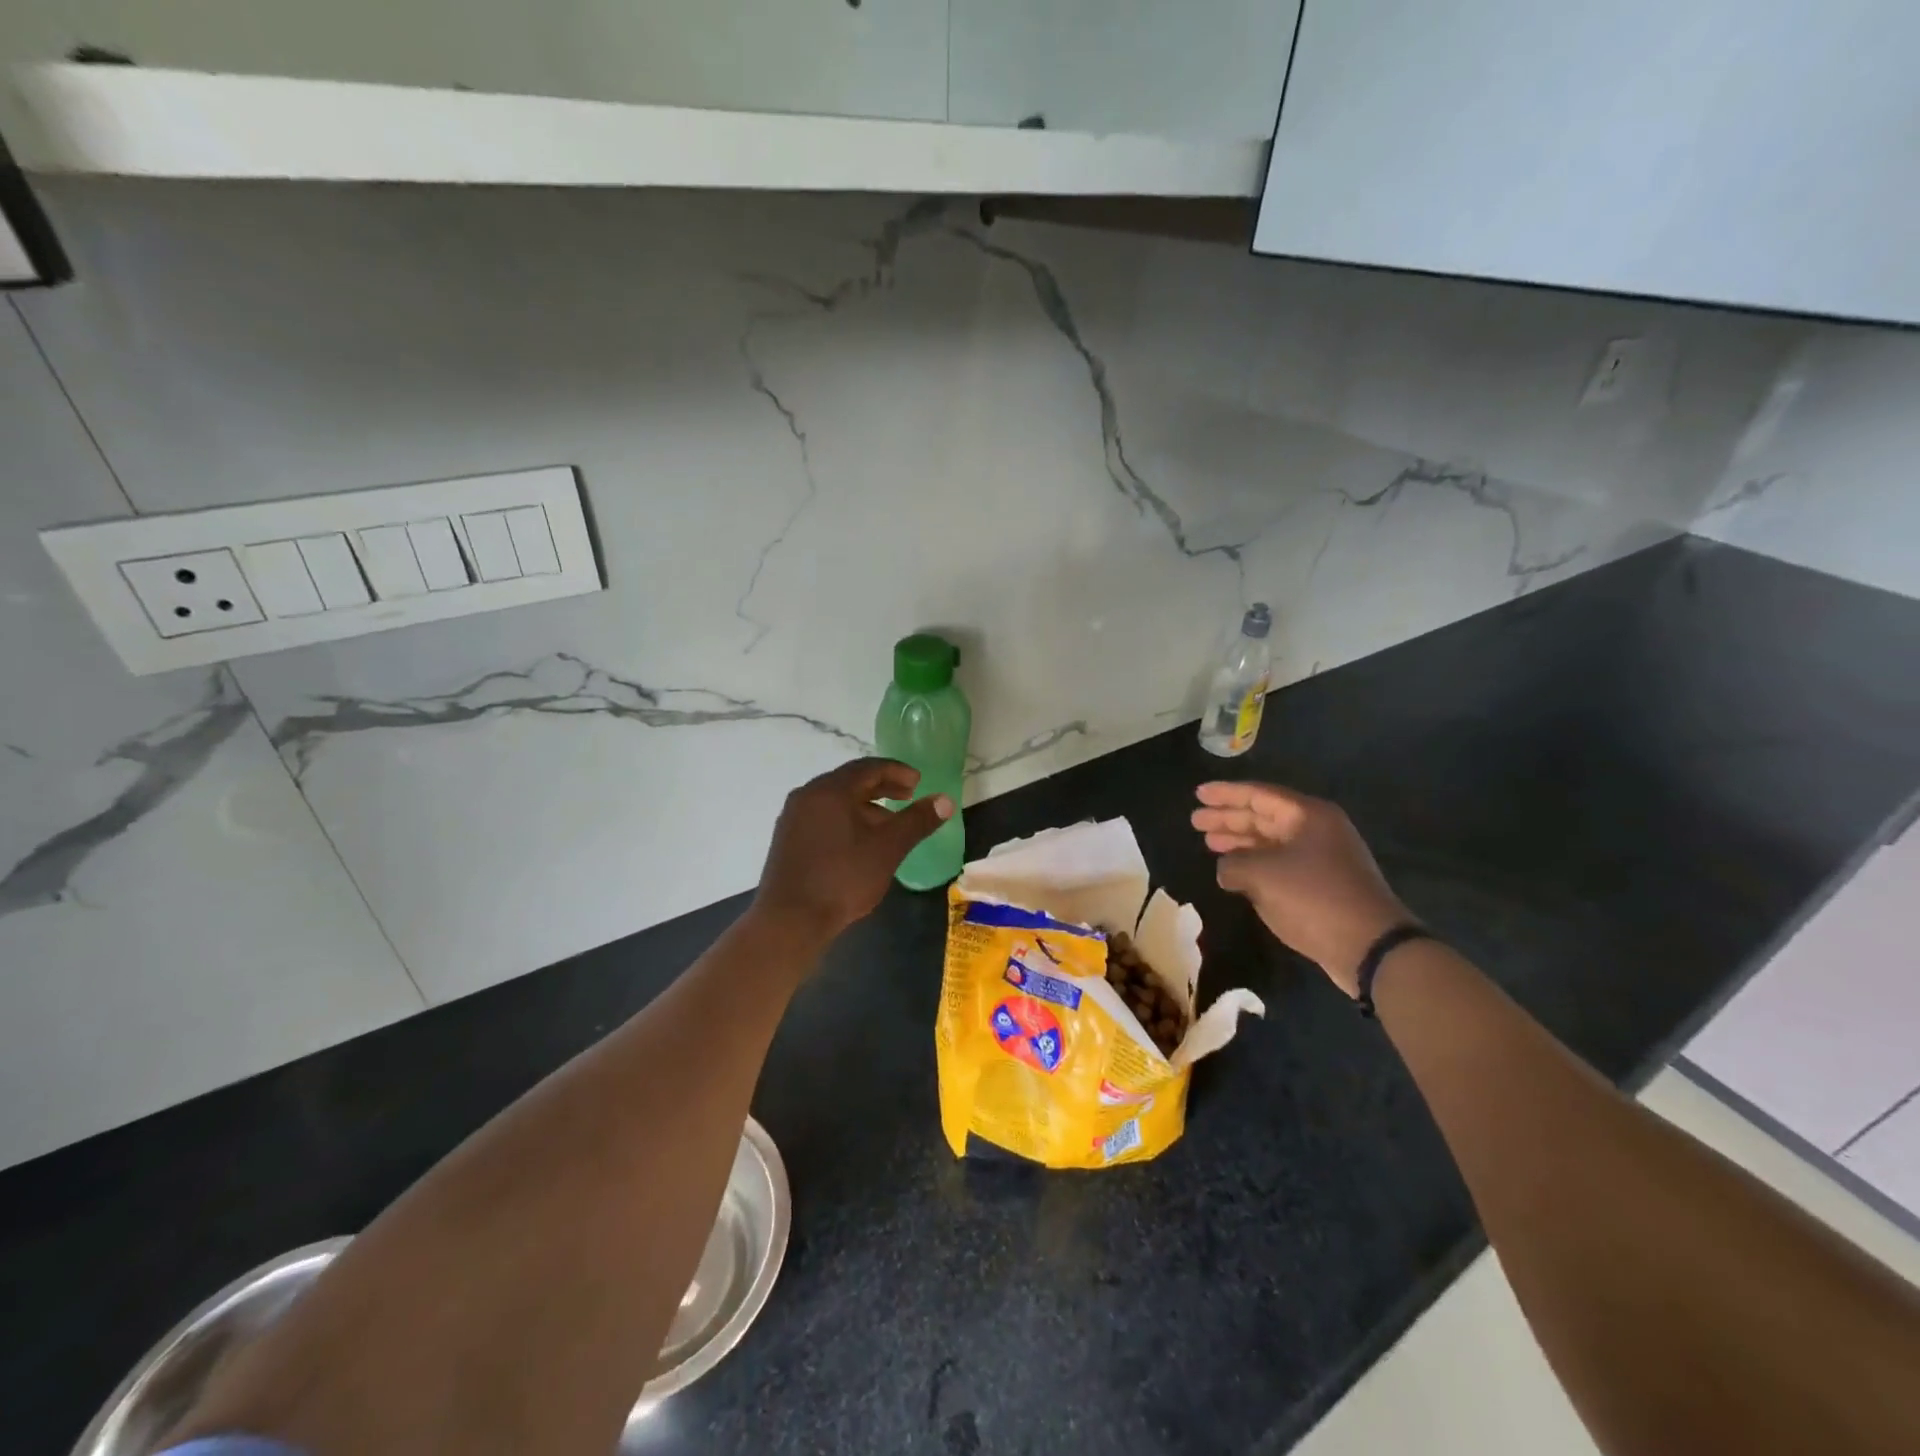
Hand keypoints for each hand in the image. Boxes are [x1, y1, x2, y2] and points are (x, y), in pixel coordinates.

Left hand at [753, 758, 954, 942]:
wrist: (790, 920)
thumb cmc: (843, 878)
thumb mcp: (888, 848)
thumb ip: (917, 820)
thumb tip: (945, 800)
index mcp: (830, 790)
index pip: (868, 767)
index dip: (897, 771)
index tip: (918, 783)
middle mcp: (808, 795)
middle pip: (850, 781)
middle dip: (882, 787)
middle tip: (908, 797)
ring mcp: (793, 817)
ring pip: (836, 800)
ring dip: (865, 805)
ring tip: (889, 824)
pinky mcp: (788, 839)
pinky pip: (823, 817)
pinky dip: (846, 819)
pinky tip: (860, 843)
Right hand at [1192, 781, 1410, 994]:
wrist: (1370, 946)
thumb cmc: (1314, 898)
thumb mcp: (1262, 874)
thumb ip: (1233, 863)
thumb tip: (1226, 869)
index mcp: (1308, 815)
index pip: (1259, 795)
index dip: (1226, 794)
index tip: (1198, 794)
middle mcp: (1317, 830)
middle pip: (1264, 816)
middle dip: (1229, 818)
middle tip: (1196, 820)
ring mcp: (1322, 858)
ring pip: (1271, 841)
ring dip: (1240, 842)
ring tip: (1210, 843)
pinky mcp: (1323, 885)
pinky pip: (1280, 864)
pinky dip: (1255, 864)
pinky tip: (1235, 872)